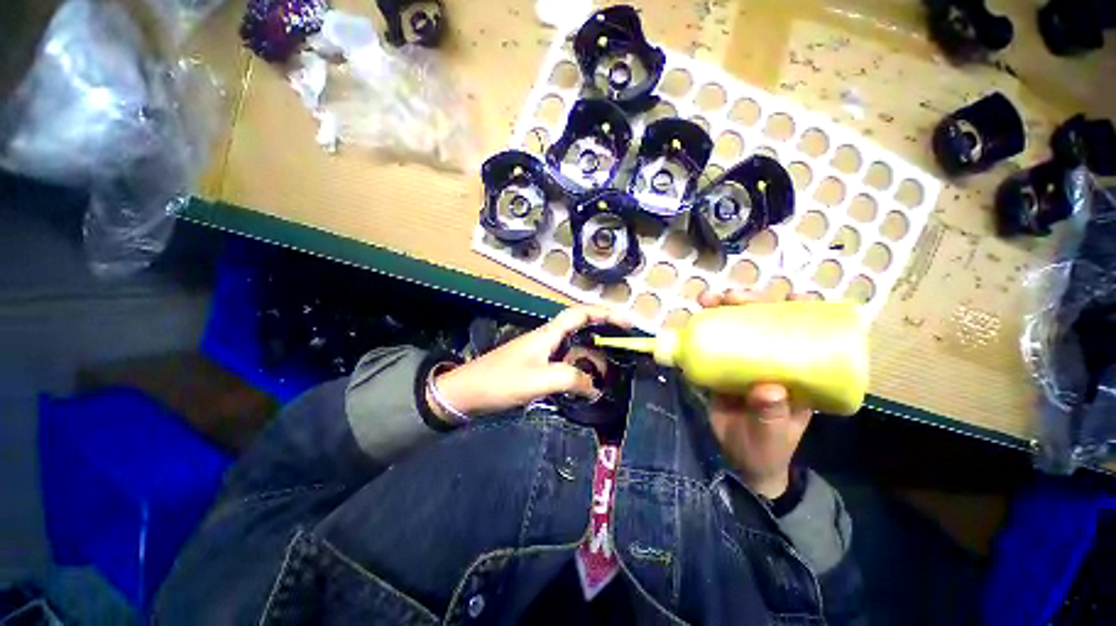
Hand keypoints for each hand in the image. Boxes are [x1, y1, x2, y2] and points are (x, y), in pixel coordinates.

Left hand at [429, 306, 631, 421]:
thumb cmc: (500, 381)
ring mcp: (542, 354)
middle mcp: (547, 339)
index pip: (580, 314)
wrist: (466, 393)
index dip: (605, 313)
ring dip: (592, 359)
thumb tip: (594, 388)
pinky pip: (565, 365)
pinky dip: (579, 372)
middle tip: (624, 348)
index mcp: (548, 334)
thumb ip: (570, 379)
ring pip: (574, 351)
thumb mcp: (538, 380)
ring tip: (610, 374)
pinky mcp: (536, 368)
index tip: (627, 321)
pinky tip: (585, 386)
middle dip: (603, 335)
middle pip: (581, 330)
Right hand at [698, 290, 813, 498]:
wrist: (741, 460)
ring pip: (735, 329)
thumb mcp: (773, 435)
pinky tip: (691, 321)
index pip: (806, 334)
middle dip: (749, 303)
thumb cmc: (767, 448)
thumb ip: (771, 416)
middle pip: (763, 323)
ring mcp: (743, 363)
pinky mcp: (720, 368)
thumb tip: (768, 389)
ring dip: (721, 310)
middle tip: (731, 298)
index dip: (802, 311)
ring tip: (706, 300)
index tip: (792, 296)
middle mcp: (771, 360)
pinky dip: (701, 330)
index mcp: (798, 373)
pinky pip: (711, 345)